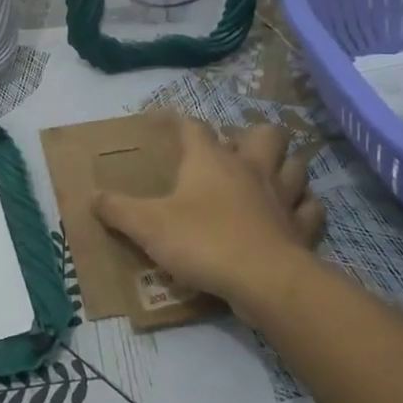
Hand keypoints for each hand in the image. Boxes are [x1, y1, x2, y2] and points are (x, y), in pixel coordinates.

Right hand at [93, 119, 322, 318]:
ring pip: (295, 165)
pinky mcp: (302, 228)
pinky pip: (311, 209)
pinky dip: (303, 208)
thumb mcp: (147, 226)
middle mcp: (250, 168)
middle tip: (236, 152)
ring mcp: (282, 196)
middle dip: (253, 136)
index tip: (169, 123)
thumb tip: (91, 197)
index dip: (181, 122)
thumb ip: (118, 210)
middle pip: (265, 133)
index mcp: (211, 160)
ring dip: (285, 167)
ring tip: (269, 177)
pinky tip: (293, 214)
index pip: (195, 127)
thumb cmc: (202, 241)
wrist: (264, 280)